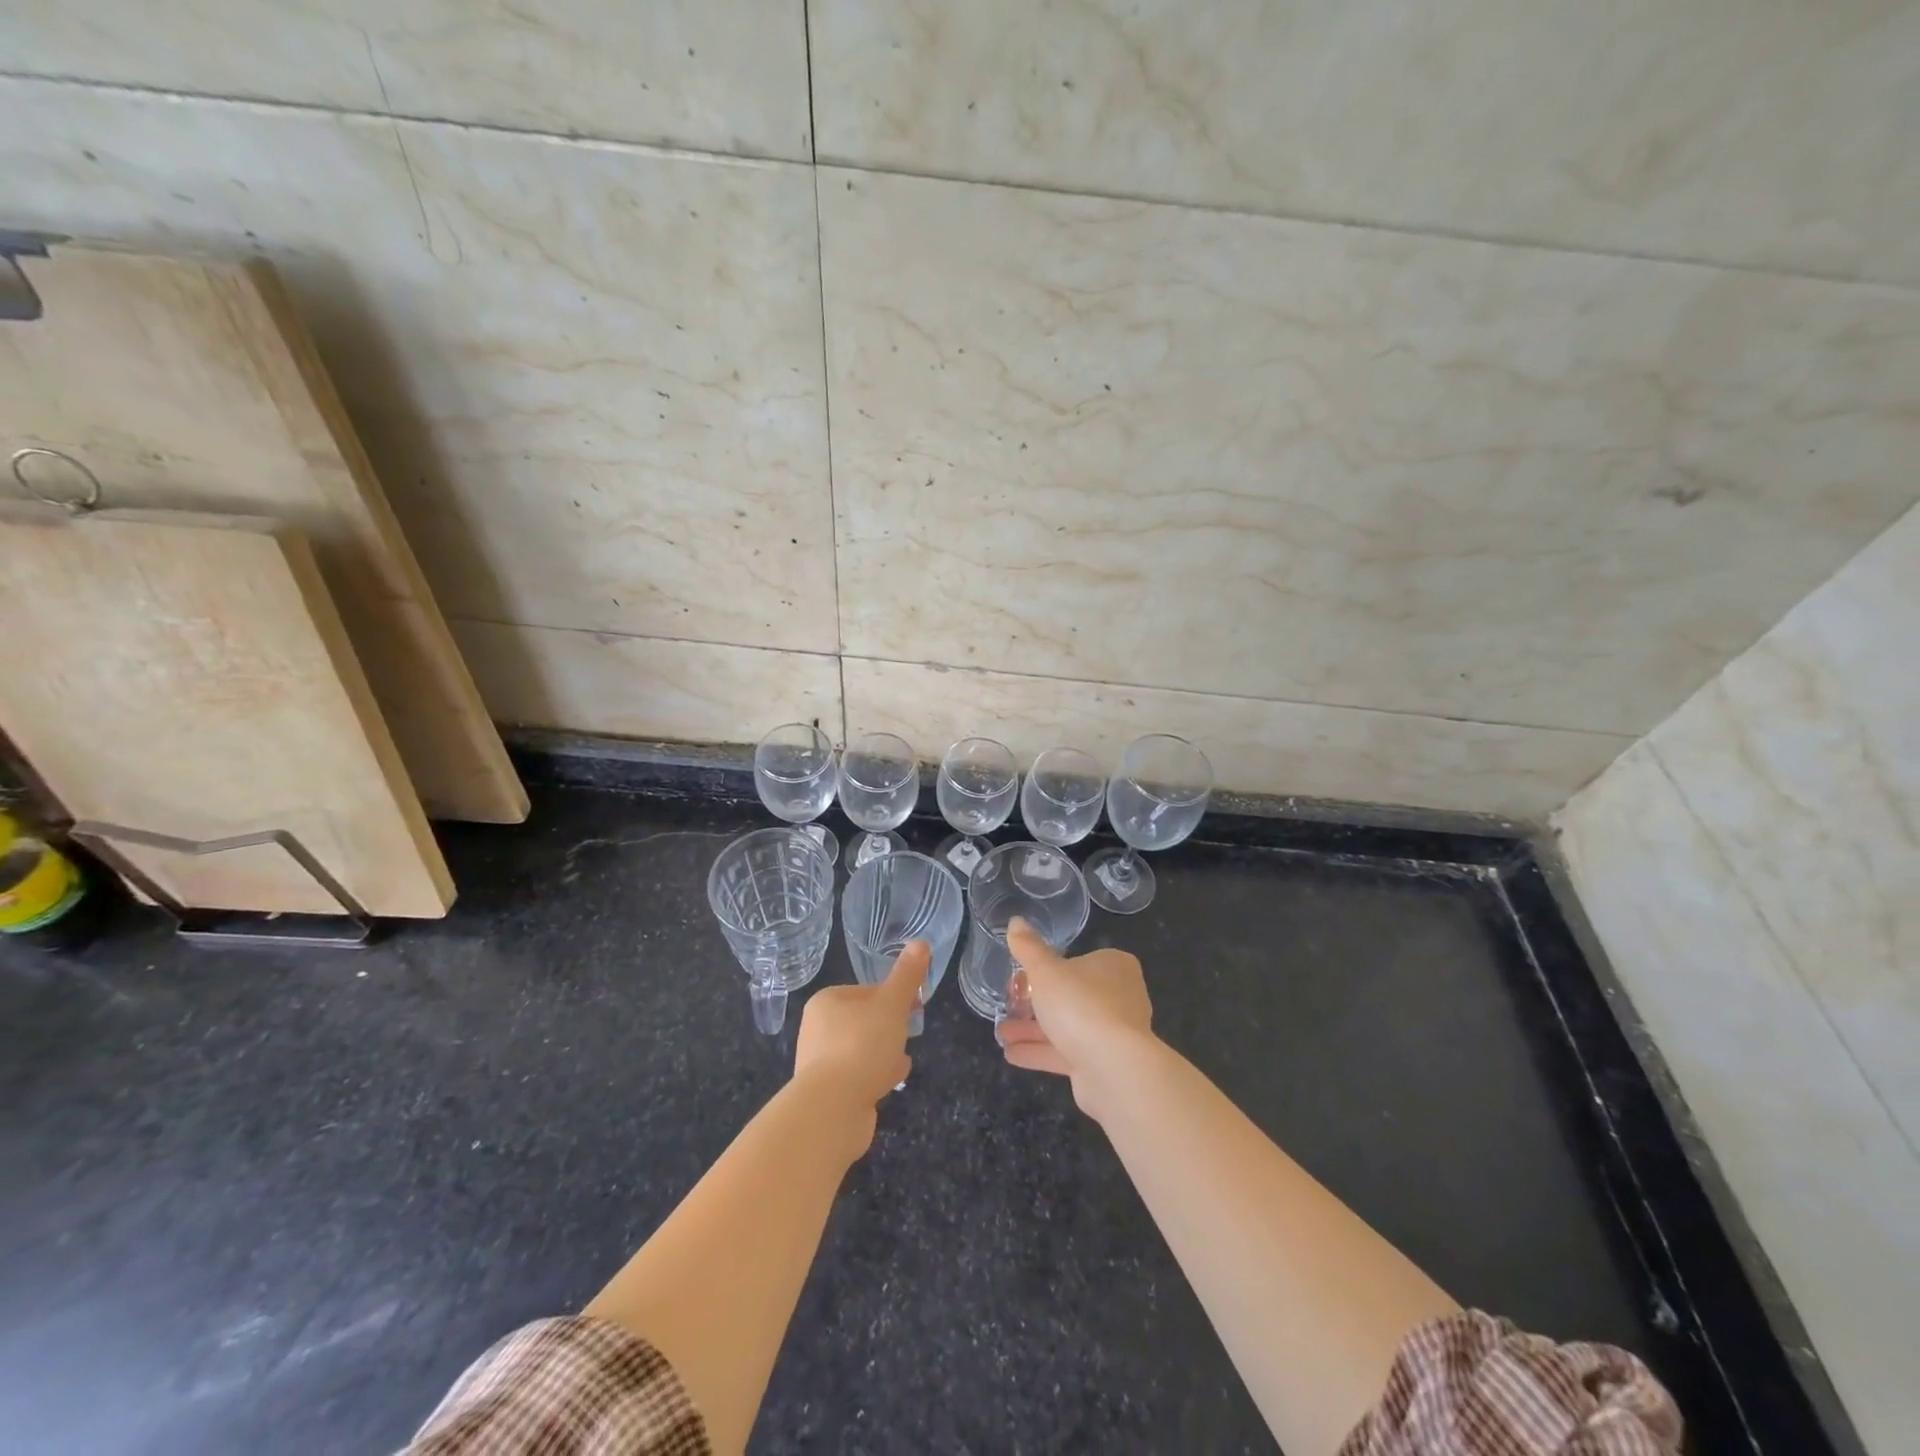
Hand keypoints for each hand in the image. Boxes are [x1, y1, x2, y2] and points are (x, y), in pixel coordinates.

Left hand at [793, 941, 925, 1157]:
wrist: (832, 1109)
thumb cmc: (862, 1046)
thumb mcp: (891, 1005)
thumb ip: (907, 976)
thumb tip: (920, 942)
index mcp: (827, 1001)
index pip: (867, 991)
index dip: (895, 997)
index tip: (916, 1007)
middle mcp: (817, 1029)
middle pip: (864, 1020)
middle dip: (889, 1027)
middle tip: (911, 1034)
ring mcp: (820, 1063)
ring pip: (862, 1049)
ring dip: (883, 1052)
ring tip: (902, 1060)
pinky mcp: (827, 1093)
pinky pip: (858, 1075)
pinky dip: (875, 1075)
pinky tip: (891, 1082)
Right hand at [999, 918, 1155, 1120]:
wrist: (1114, 1069)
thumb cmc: (1081, 1005)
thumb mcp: (1046, 970)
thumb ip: (1029, 948)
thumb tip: (1015, 921)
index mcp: (1114, 967)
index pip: (1079, 961)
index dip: (1049, 969)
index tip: (1022, 977)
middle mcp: (1119, 998)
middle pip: (1071, 996)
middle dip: (1036, 1004)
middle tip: (1008, 1004)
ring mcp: (1113, 1034)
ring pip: (1066, 1027)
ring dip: (1033, 1030)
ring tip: (1001, 1032)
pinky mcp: (1103, 1064)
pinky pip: (1066, 1053)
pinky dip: (1040, 1052)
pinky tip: (1011, 1053)